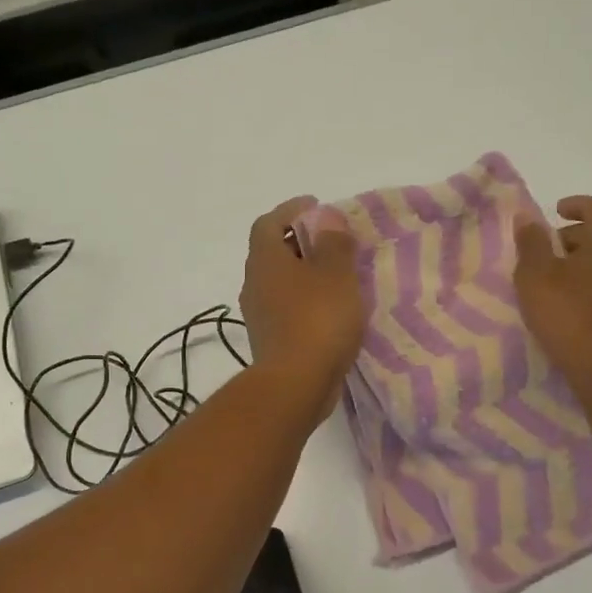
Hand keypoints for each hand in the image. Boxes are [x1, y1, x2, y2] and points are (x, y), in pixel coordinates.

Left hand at [238, 197, 363, 420]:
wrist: (295, 385)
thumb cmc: (317, 320)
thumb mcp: (336, 273)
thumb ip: (333, 241)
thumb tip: (326, 218)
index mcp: (265, 260)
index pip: (269, 223)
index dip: (291, 211)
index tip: (316, 207)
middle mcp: (254, 283)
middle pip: (273, 252)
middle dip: (300, 242)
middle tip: (332, 241)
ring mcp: (259, 315)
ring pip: (280, 282)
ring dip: (304, 274)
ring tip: (337, 275)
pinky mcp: (270, 341)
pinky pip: (288, 308)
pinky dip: (306, 301)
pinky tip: (331, 309)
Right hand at [514, 196, 591, 404]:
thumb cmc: (568, 316)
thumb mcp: (536, 277)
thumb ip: (531, 243)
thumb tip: (527, 216)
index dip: (576, 205)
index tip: (556, 211)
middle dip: (577, 235)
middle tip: (549, 249)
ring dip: (587, 259)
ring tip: (559, 277)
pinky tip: (576, 301)